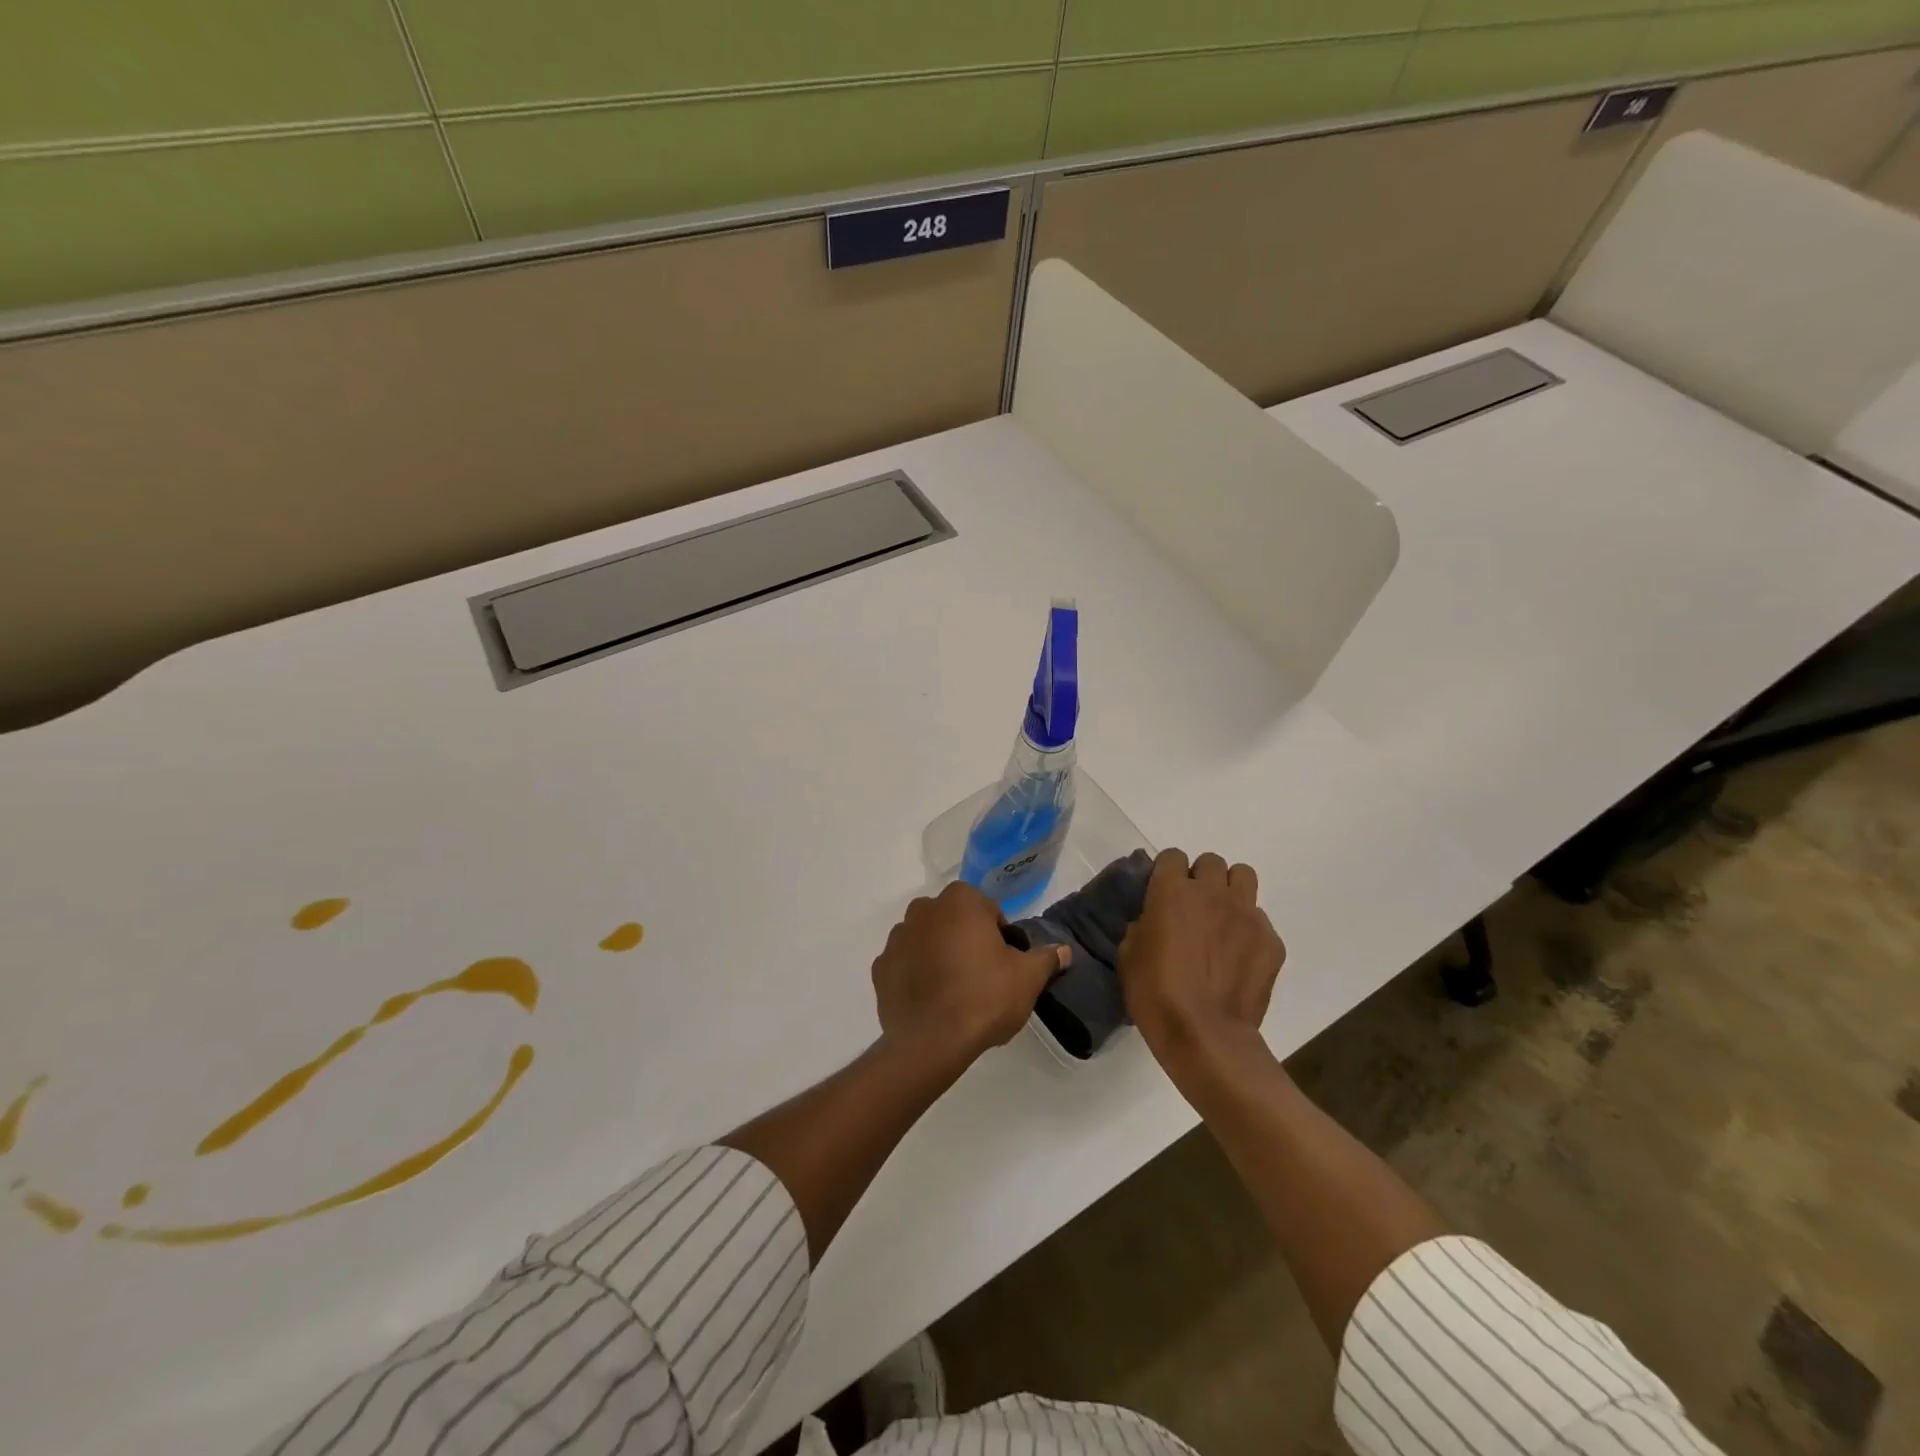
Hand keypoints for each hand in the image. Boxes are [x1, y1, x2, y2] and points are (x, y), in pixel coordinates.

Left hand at [872, 882, 1069, 1064]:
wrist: (931, 1042)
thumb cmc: (984, 997)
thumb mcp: (1027, 978)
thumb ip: (1046, 958)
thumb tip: (1064, 951)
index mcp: (960, 900)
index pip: (988, 911)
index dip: (1000, 938)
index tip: (1004, 965)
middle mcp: (923, 909)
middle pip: (955, 922)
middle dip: (967, 942)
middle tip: (982, 978)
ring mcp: (897, 938)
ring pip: (927, 941)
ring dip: (939, 956)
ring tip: (955, 993)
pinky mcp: (880, 968)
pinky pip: (905, 965)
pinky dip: (916, 976)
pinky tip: (931, 1002)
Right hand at [1118, 849, 1285, 1066]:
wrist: (1205, 1036)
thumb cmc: (1156, 994)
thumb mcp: (1129, 956)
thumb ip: (1143, 926)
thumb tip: (1154, 923)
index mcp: (1172, 892)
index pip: (1172, 857)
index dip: (1167, 873)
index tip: (1163, 894)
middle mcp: (1212, 893)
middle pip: (1211, 862)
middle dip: (1201, 879)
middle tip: (1193, 908)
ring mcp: (1247, 914)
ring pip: (1243, 877)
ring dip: (1230, 891)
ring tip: (1222, 919)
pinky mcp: (1271, 941)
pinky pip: (1260, 920)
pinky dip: (1249, 931)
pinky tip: (1239, 957)